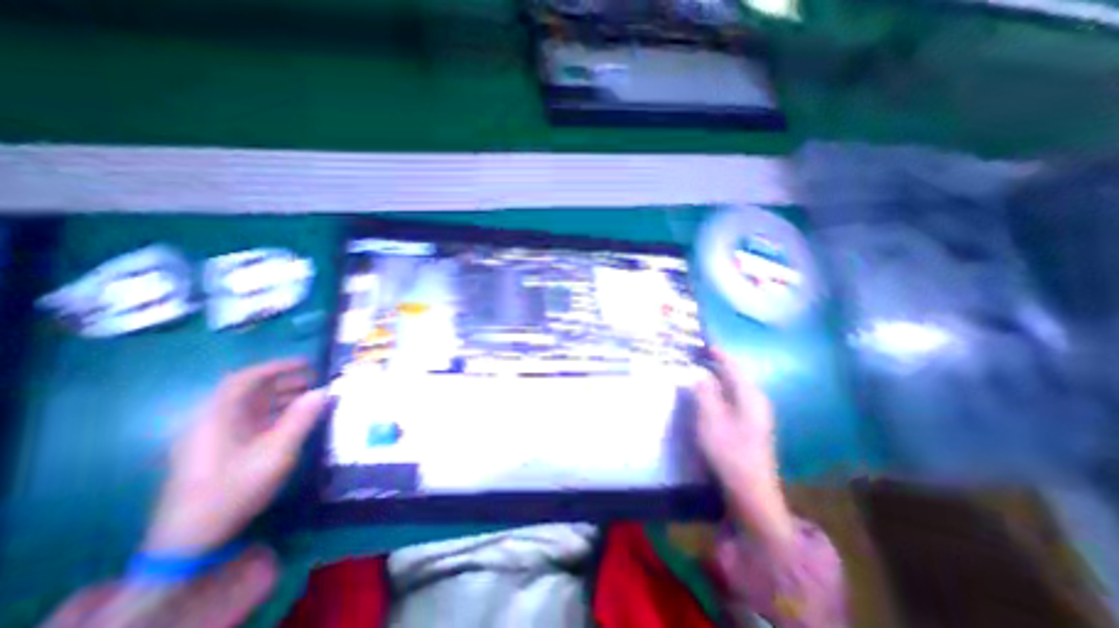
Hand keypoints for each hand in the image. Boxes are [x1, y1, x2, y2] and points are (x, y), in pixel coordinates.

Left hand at [142, 361, 327, 551]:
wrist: (190, 540)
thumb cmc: (234, 489)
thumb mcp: (276, 453)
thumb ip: (301, 419)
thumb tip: (324, 391)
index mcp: (217, 418)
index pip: (245, 379)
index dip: (277, 367)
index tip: (308, 364)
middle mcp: (211, 422)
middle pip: (249, 391)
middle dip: (285, 382)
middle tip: (316, 382)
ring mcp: (214, 437)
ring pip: (251, 406)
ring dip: (282, 398)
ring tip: (312, 398)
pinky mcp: (220, 450)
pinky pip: (251, 422)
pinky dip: (275, 414)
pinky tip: (295, 420)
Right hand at [696, 349, 799, 548]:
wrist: (751, 492)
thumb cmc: (729, 453)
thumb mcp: (710, 420)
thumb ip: (704, 393)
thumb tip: (699, 374)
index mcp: (749, 396)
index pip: (733, 365)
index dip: (717, 351)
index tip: (701, 341)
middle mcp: (756, 400)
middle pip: (736, 373)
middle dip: (717, 361)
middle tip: (696, 353)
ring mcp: (756, 413)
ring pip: (735, 385)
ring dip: (718, 374)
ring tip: (699, 367)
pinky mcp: (751, 424)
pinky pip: (734, 395)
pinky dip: (720, 387)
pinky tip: (709, 391)